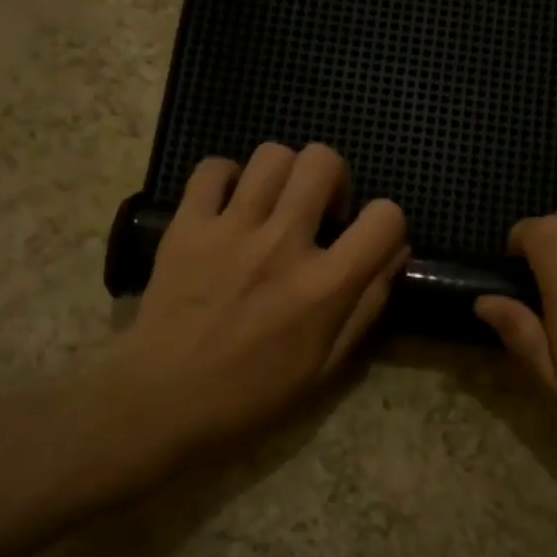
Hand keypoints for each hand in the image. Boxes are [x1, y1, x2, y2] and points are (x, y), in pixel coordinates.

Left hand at [114, 143, 407, 457]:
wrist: (160, 402)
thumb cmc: (251, 395)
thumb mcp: (327, 366)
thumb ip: (368, 305)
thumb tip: (396, 251)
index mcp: (324, 287)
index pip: (385, 217)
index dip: (386, 221)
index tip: (366, 239)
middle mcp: (283, 245)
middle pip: (323, 161)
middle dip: (332, 179)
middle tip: (317, 212)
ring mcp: (231, 229)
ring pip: (272, 155)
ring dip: (283, 175)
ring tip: (272, 206)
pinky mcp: (187, 225)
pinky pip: (212, 169)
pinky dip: (226, 178)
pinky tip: (228, 205)